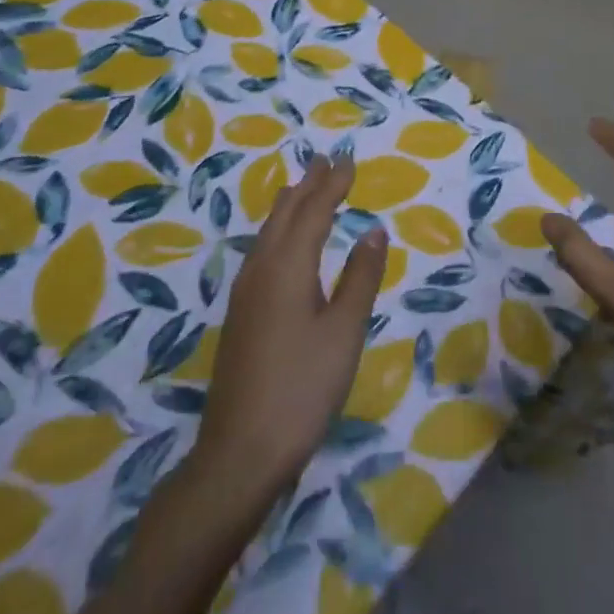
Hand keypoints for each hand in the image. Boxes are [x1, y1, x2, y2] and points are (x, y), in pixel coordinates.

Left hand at [194, 155, 388, 488]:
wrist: (240, 454)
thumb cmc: (302, 388)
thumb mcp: (344, 331)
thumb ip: (360, 277)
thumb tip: (373, 230)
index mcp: (288, 266)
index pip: (314, 211)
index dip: (333, 184)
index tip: (348, 160)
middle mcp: (261, 269)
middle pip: (285, 214)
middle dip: (308, 185)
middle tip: (325, 159)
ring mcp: (245, 293)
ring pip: (269, 231)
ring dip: (290, 204)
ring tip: (302, 187)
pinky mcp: (241, 315)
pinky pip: (261, 251)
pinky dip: (278, 230)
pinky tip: (280, 242)